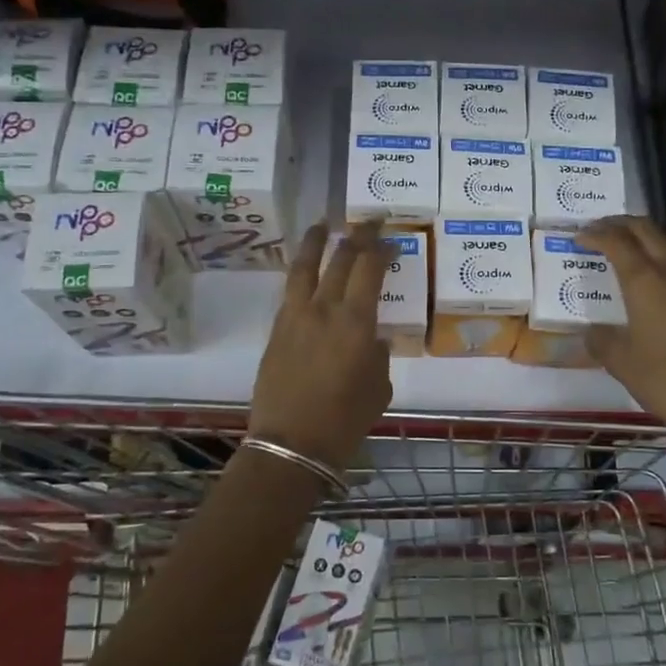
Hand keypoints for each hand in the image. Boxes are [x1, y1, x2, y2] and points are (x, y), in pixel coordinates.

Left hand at [249, 220, 393, 471]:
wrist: (291, 444)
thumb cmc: (345, 420)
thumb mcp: (378, 388)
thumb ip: (378, 356)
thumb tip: (372, 340)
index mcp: (356, 322)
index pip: (370, 269)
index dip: (381, 247)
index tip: (390, 236)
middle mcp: (323, 309)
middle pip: (340, 260)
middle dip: (356, 236)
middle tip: (367, 221)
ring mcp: (295, 317)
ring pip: (304, 268)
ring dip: (316, 242)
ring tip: (322, 225)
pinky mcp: (276, 331)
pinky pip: (290, 292)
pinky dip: (300, 274)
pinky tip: (305, 272)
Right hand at [577, 216, 665, 452]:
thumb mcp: (622, 363)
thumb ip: (602, 340)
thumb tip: (594, 331)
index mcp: (646, 282)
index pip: (618, 243)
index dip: (596, 235)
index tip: (579, 236)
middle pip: (648, 231)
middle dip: (622, 224)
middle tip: (601, 228)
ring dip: (648, 236)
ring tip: (631, 244)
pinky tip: (661, 276)